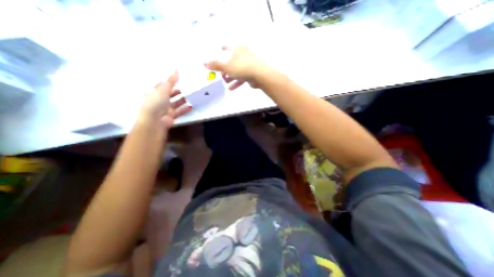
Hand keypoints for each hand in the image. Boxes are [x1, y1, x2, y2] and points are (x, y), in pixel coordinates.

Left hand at [140, 71, 193, 128]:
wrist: (155, 121)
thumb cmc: (156, 103)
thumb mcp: (163, 89)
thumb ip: (171, 81)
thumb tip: (177, 69)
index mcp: (154, 93)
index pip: (161, 86)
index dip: (168, 82)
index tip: (177, 79)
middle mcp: (159, 101)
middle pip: (169, 95)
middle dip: (177, 91)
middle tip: (187, 88)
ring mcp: (165, 109)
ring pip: (175, 103)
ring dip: (182, 100)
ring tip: (191, 96)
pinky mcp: (171, 116)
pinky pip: (179, 111)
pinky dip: (185, 109)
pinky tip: (191, 106)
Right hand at [205, 47, 268, 90]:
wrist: (260, 75)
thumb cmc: (241, 67)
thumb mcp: (226, 66)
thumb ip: (215, 65)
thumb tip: (204, 63)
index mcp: (237, 49)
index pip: (228, 46)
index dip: (223, 47)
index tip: (220, 48)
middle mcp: (243, 55)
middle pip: (232, 60)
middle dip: (225, 67)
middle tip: (220, 73)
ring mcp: (248, 64)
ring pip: (237, 70)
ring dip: (230, 76)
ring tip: (225, 82)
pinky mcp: (252, 73)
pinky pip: (242, 77)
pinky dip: (236, 82)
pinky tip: (231, 88)